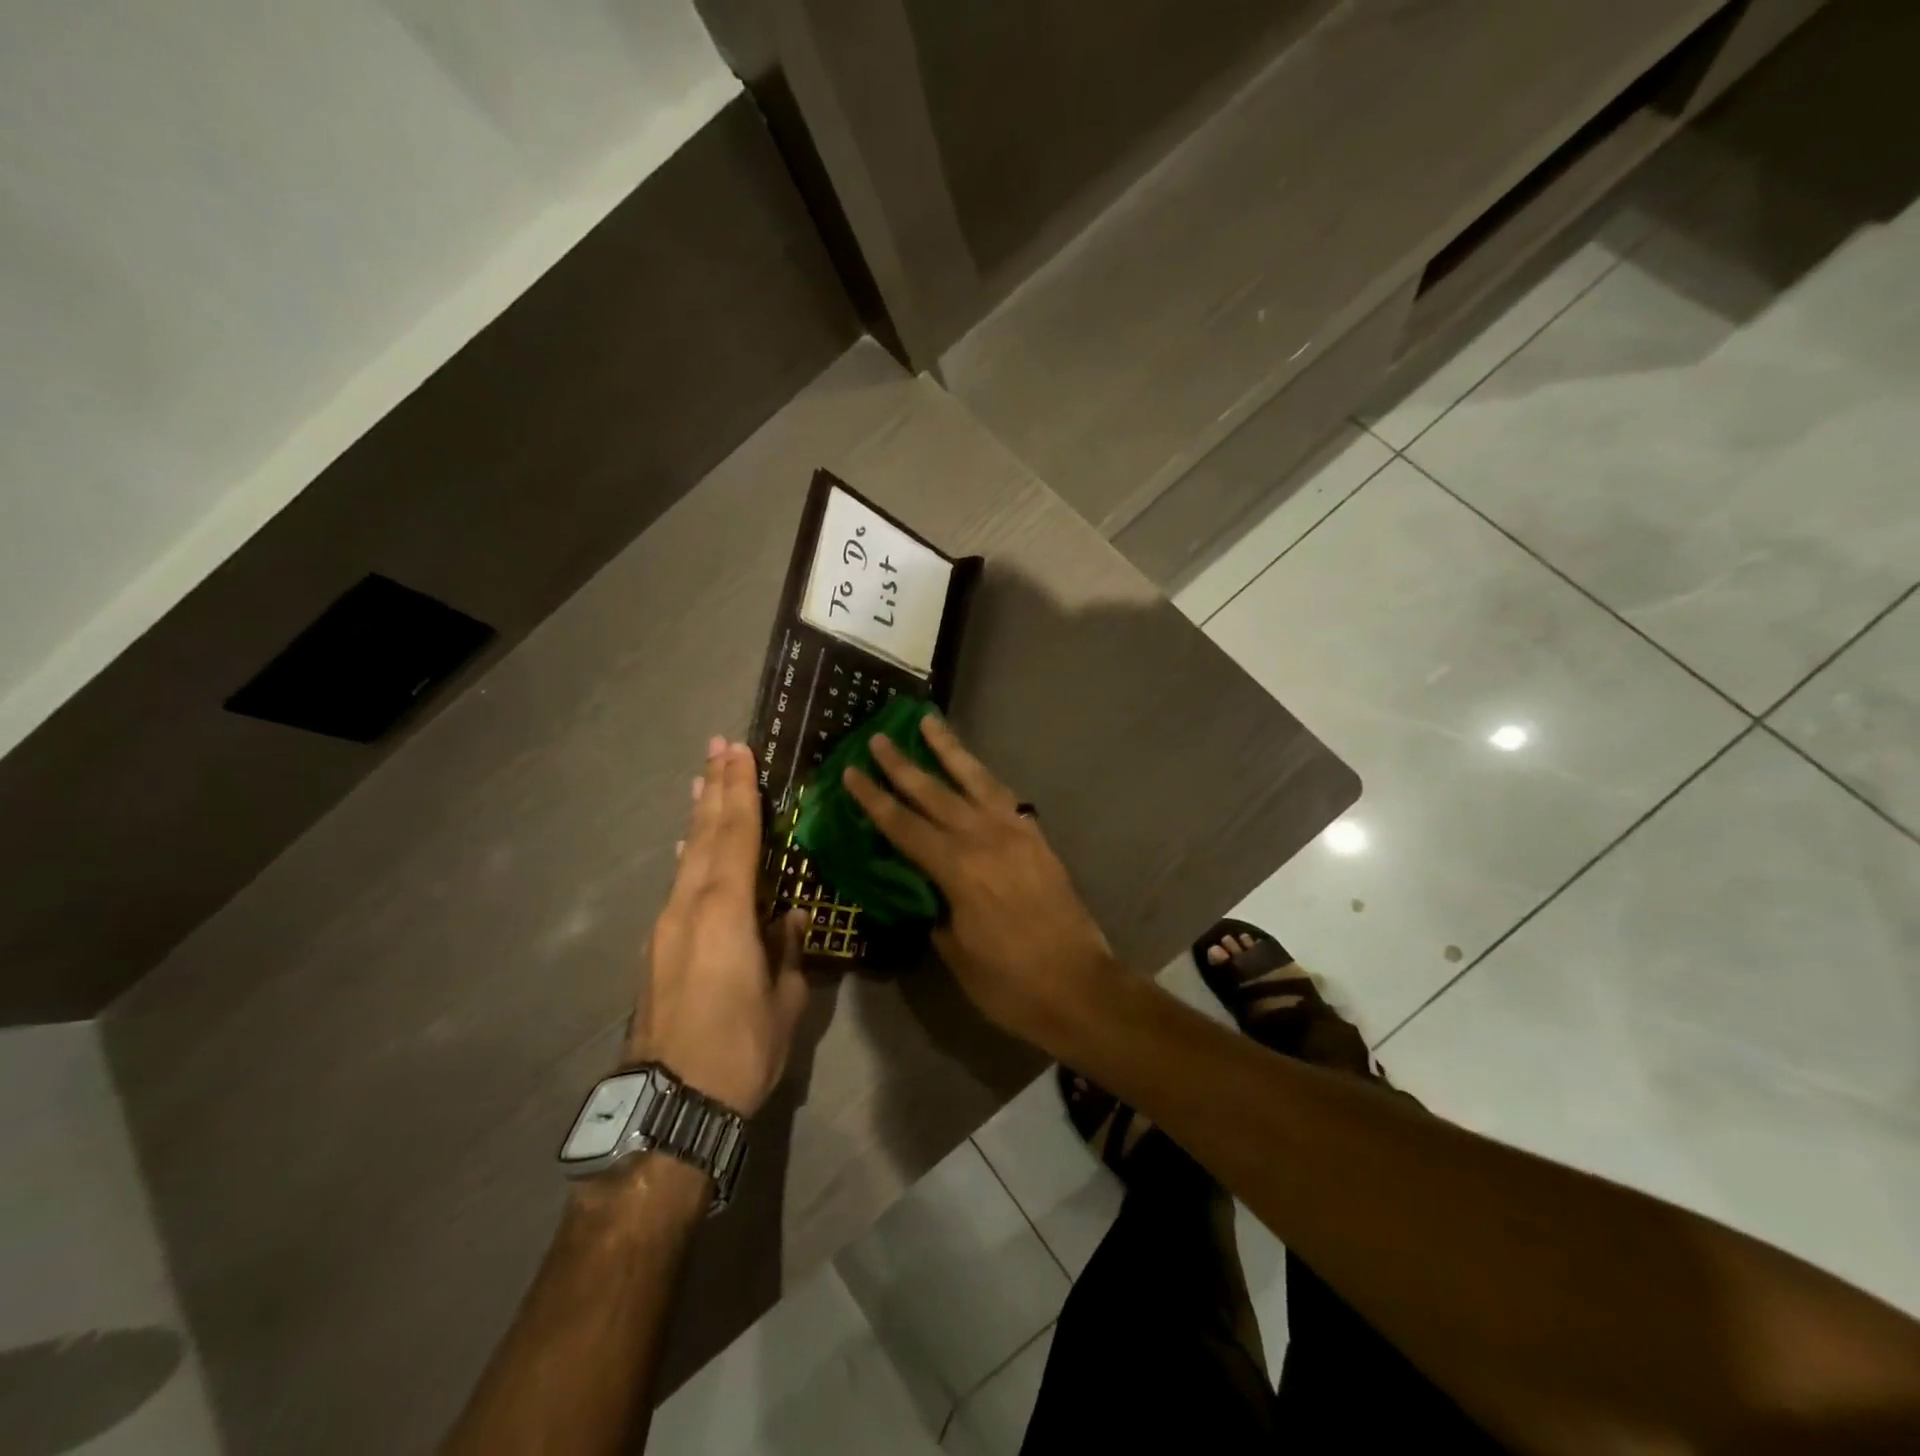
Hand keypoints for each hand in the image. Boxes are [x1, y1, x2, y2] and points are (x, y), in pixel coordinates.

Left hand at [629, 737, 807, 1115]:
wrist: (669, 1105)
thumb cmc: (740, 1049)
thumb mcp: (784, 1001)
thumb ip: (788, 951)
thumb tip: (793, 916)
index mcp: (726, 911)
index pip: (737, 836)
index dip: (741, 792)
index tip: (740, 753)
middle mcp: (689, 906)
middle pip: (705, 835)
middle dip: (715, 788)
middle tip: (719, 746)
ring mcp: (666, 926)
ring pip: (687, 857)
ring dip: (698, 817)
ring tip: (702, 782)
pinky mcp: (656, 948)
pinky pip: (678, 885)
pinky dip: (689, 855)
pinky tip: (689, 848)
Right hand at [842, 715, 1118, 1050]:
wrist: (1080, 987)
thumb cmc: (1010, 982)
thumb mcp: (955, 952)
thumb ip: (935, 911)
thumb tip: (925, 890)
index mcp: (958, 869)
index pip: (904, 826)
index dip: (874, 799)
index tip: (851, 771)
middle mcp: (985, 839)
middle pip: (934, 793)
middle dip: (902, 764)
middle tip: (878, 737)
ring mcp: (1016, 834)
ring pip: (975, 780)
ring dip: (949, 750)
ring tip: (929, 722)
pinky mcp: (1037, 839)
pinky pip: (1004, 797)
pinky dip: (984, 778)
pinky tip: (974, 770)